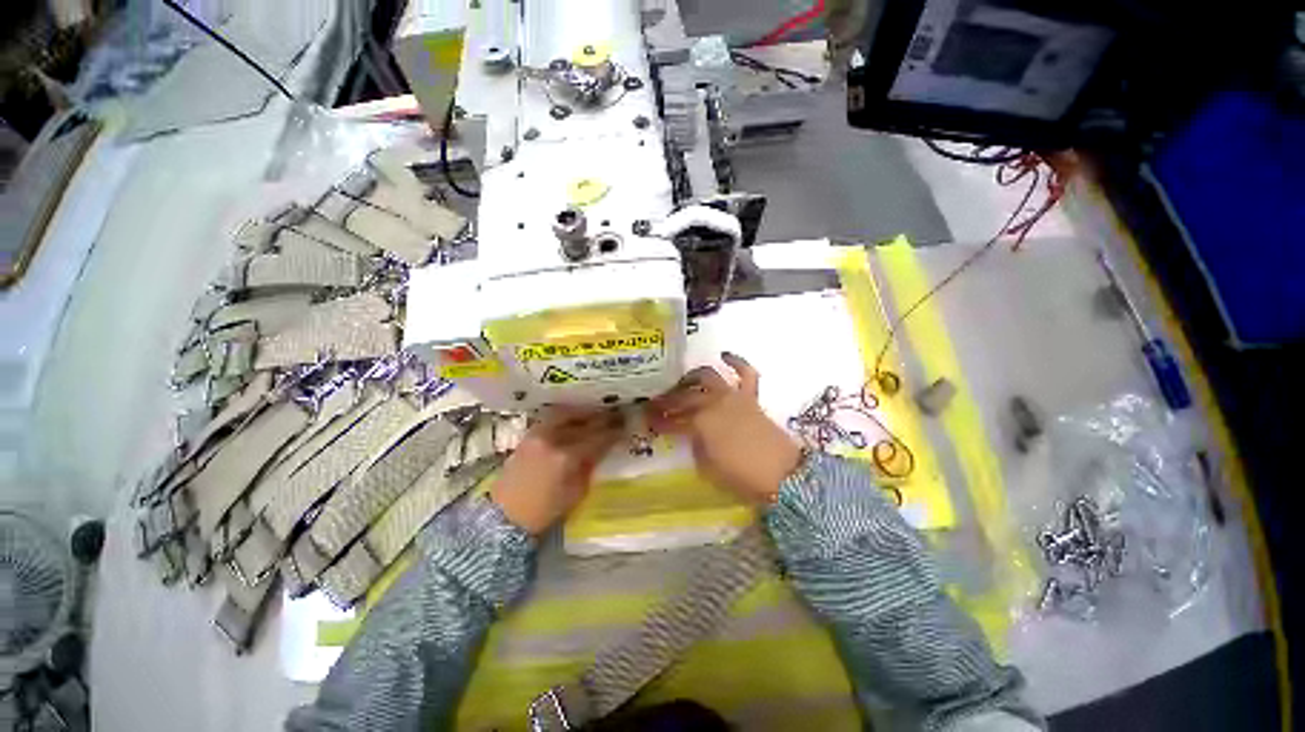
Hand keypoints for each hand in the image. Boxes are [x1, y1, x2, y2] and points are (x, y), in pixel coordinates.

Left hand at [491, 408, 622, 533]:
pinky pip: (552, 418)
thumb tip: (602, 448)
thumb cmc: (545, 511)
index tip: (624, 427)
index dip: (613, 431)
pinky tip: (575, 418)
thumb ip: (590, 465)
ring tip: (596, 413)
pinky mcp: (528, 435)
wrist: (505, 517)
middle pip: (583, 422)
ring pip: (566, 414)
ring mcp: (538, 434)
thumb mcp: (576, 492)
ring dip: (584, 412)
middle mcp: (552, 439)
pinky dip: (566, 416)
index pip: (597, 437)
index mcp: (566, 457)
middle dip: (601, 418)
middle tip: (615, 416)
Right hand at [647, 353, 801, 504]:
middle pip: (684, 396)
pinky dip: (735, 361)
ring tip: (682, 382)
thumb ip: (695, 447)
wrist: (782, 474)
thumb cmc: (742, 476)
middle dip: (667, 399)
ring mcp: (733, 397)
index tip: (648, 421)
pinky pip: (745, 373)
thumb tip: (692, 436)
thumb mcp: (708, 468)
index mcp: (700, 423)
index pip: (672, 419)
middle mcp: (713, 404)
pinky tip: (724, 355)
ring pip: (707, 376)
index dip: (658, 421)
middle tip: (657, 403)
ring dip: (691, 377)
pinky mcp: (750, 398)